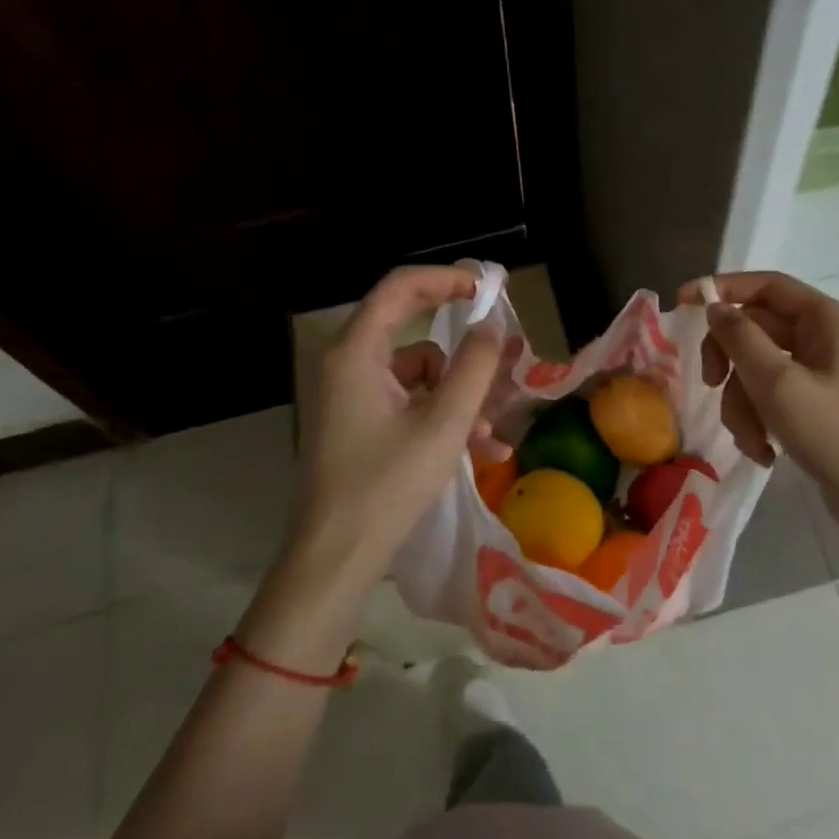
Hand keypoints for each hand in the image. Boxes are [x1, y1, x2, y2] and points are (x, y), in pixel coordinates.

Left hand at [241, 266, 500, 667]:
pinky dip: (440, 417)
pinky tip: (477, 450)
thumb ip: (475, 367)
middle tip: (502, 360)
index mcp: (356, 352)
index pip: (400, 287)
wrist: (335, 559)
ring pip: (417, 374)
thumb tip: (491, 327)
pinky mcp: (356, 423)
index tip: (487, 289)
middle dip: (462, 354)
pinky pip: (407, 402)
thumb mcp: (445, 424)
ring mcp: (349, 395)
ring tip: (491, 435)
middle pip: (412, 332)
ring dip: (457, 396)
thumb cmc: (388, 485)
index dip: (446, 278)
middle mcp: (346, 364)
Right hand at [678, 271, 838, 554]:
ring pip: (758, 367)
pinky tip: (763, 451)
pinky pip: (771, 394)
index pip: (767, 285)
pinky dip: (759, 419)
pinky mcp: (815, 402)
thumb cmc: (834, 434)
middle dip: (730, 363)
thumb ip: (740, 338)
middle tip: (709, 383)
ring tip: (750, 439)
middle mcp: (826, 338)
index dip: (723, 289)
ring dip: (742, 402)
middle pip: (756, 329)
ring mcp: (821, 372)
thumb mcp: (778, 384)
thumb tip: (714, 307)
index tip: (683, 304)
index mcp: (828, 320)